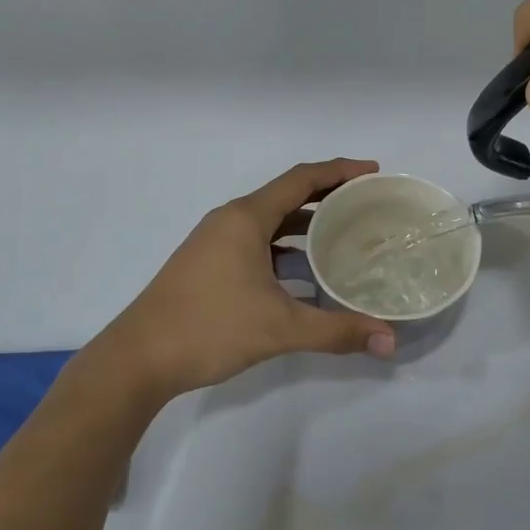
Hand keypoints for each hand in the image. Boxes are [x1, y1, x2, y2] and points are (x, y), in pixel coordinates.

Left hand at [97, 159, 397, 399]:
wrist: (139, 357)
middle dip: (328, 197)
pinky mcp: (208, 263)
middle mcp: (230, 220)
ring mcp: (215, 242)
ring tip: (345, 237)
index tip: (373, 172)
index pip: (302, 179)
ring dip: (305, 226)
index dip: (340, 171)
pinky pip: (256, 242)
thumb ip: (337, 331)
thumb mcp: (280, 328)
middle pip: (287, 196)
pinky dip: (285, 249)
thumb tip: (390, 340)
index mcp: (246, 218)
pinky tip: (305, 274)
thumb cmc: (209, 328)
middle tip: (367, 206)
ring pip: (270, 222)